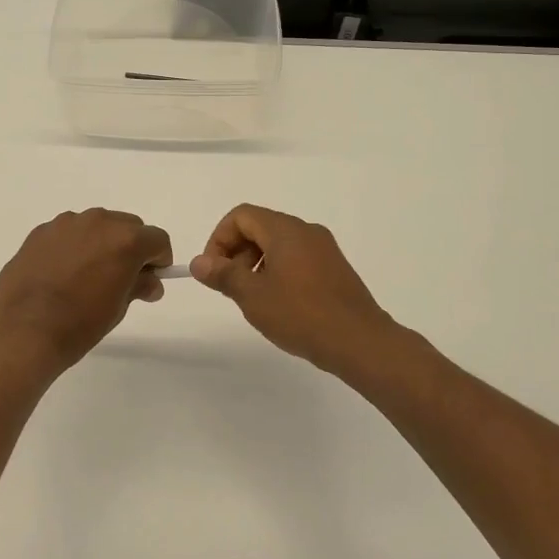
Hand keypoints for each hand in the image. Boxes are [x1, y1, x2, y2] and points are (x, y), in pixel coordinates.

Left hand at [0, 209, 171, 376]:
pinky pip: (68, 233)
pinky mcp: (40, 231)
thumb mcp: (118, 308)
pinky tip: (61, 274)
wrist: (24, 331)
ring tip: (86, 276)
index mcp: (125, 240)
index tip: (151, 280)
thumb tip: (151, 282)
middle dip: (131, 248)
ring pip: (96, 225)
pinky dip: (73, 246)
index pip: (157, 239)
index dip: (159, 260)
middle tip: (120, 278)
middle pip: (128, 226)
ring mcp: (66, 223)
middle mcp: (98, 222)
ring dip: (100, 243)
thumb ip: (139, 286)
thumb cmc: (80, 324)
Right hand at [192, 204, 399, 377]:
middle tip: (230, 286)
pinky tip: (279, 305)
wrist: (360, 342)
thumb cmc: (301, 314)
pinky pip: (297, 258)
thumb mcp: (253, 296)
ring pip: (279, 244)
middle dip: (237, 252)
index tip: (214, 270)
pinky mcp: (335, 269)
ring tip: (253, 299)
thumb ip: (223, 275)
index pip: (242, 216)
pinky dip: (278, 271)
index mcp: (286, 230)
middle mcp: (306, 231)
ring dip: (256, 264)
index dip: (219, 238)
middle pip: (260, 227)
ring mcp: (324, 249)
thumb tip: (199, 262)